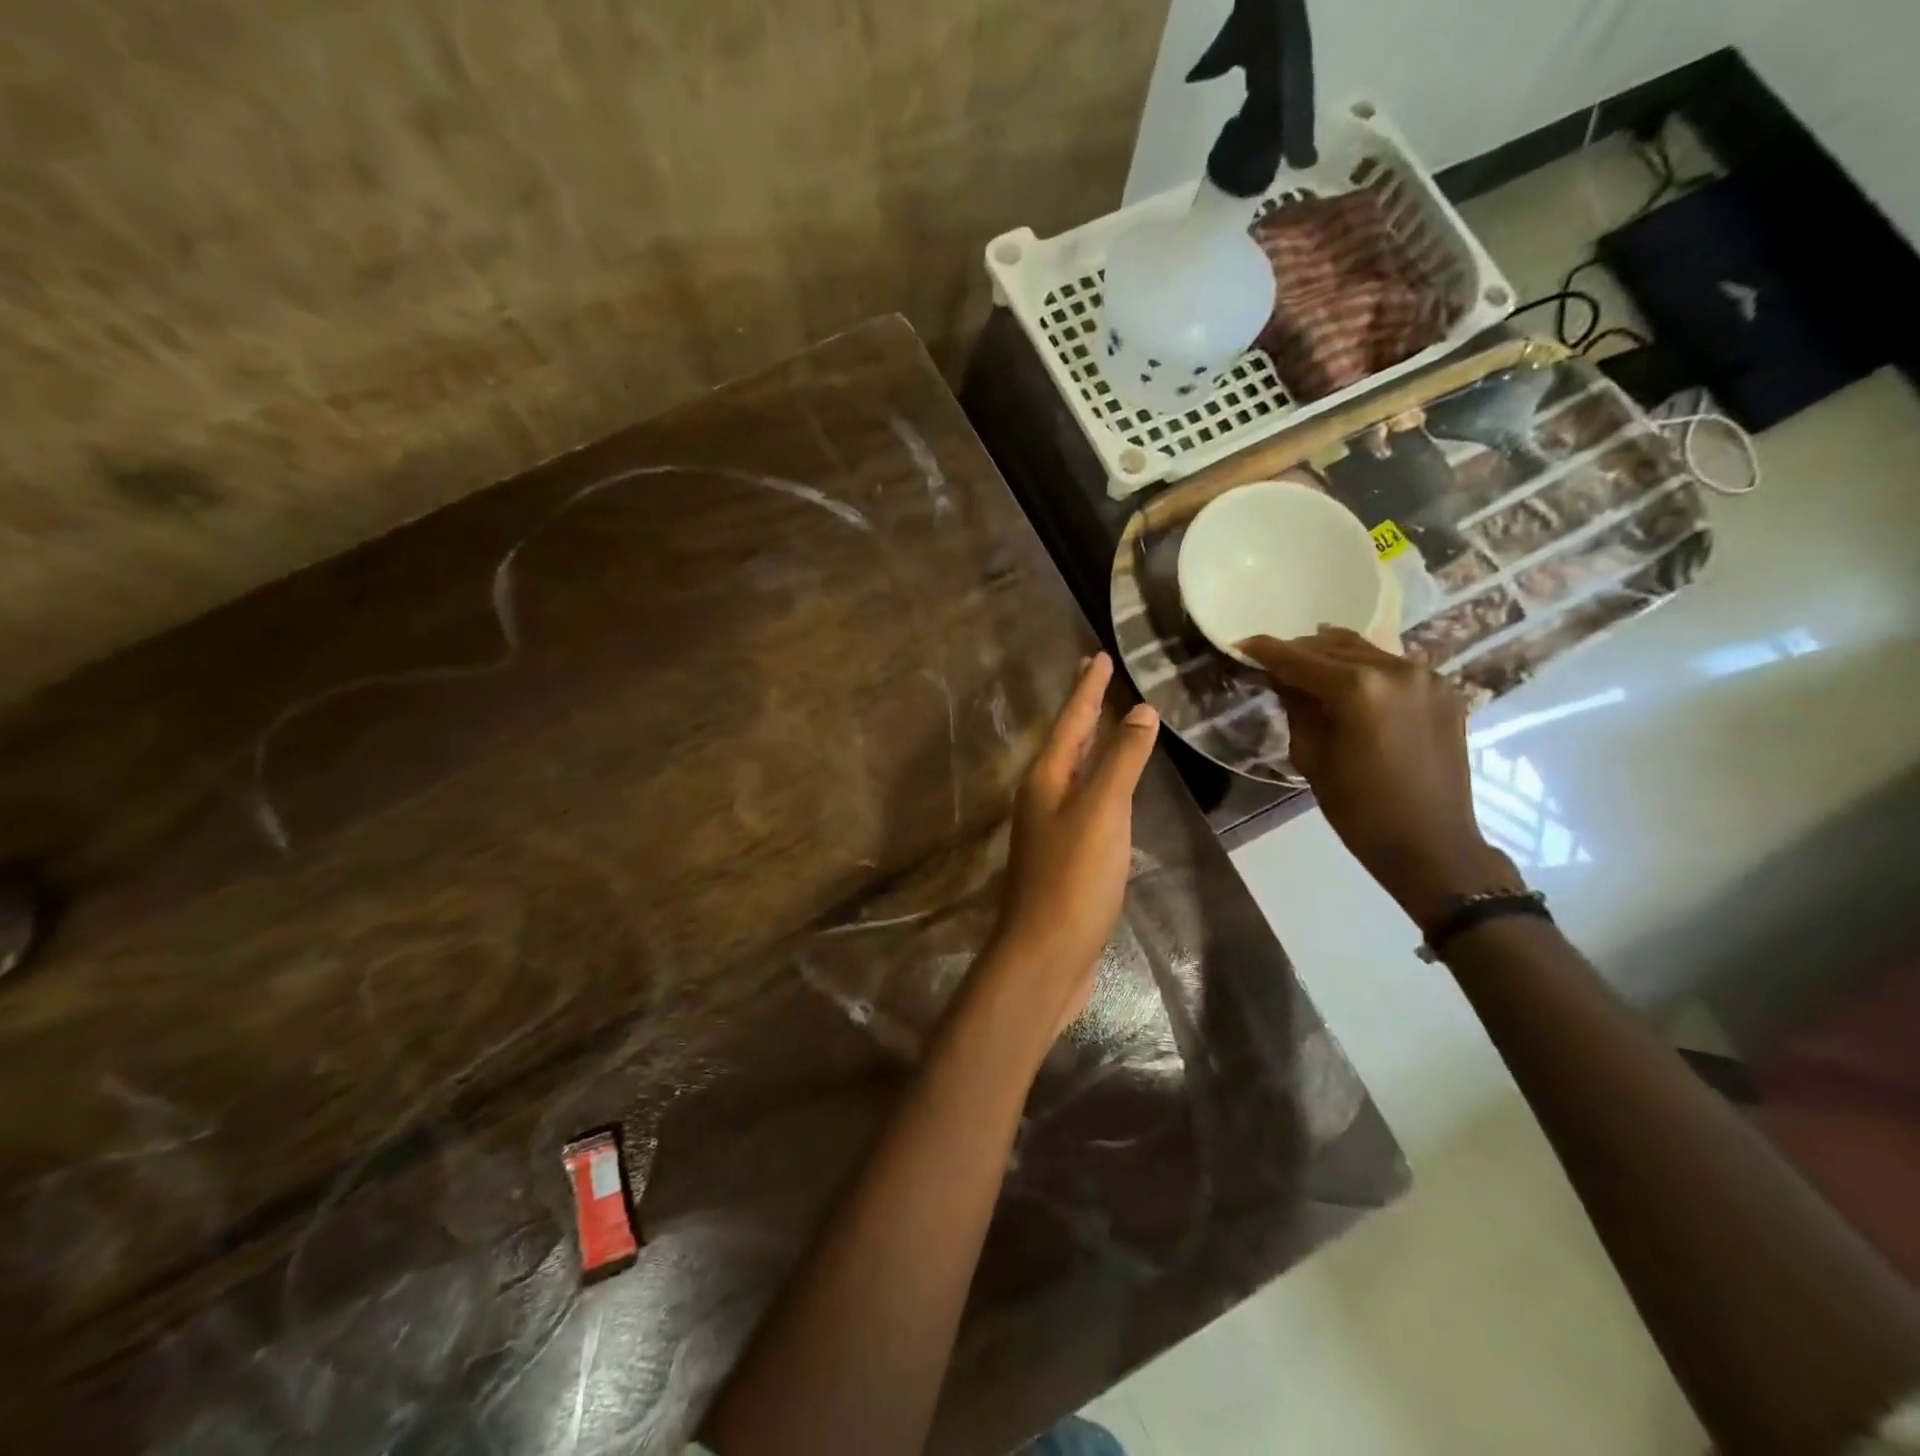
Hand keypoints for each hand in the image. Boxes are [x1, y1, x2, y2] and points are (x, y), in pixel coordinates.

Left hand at [986, 653, 1158, 1035]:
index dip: (1087, 688)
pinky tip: (1113, 791)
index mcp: (1046, 779)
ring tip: (1110, 724)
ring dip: (1092, 746)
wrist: (1045, 954)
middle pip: (1067, 743)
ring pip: (1074, 773)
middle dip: (1085, 710)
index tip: (1097, 655)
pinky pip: (1085, 804)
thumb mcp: (1102, 811)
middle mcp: (1042, 797)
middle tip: (1099, 678)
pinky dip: (1101, 785)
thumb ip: (1121, 760)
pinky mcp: (1065, 857)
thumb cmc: (1074, 878)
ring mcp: (1051, 828)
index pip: (1071, 720)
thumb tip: (1140, 710)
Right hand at [1240, 628, 1521, 932]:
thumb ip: (1297, 709)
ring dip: (1334, 657)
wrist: (1430, 843)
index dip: (1267, 651)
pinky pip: (1394, 668)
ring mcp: (1426, 677)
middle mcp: (1396, 669)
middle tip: (1272, 662)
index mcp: (1358, 688)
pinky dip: (1366, 670)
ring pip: (1367, 651)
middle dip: (1300, 652)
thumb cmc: (1359, 810)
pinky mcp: (1445, 692)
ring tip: (1308, 668)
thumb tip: (1282, 680)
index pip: (1300, 659)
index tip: (1242, 645)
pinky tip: (1350, 684)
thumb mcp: (1311, 758)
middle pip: (1334, 647)